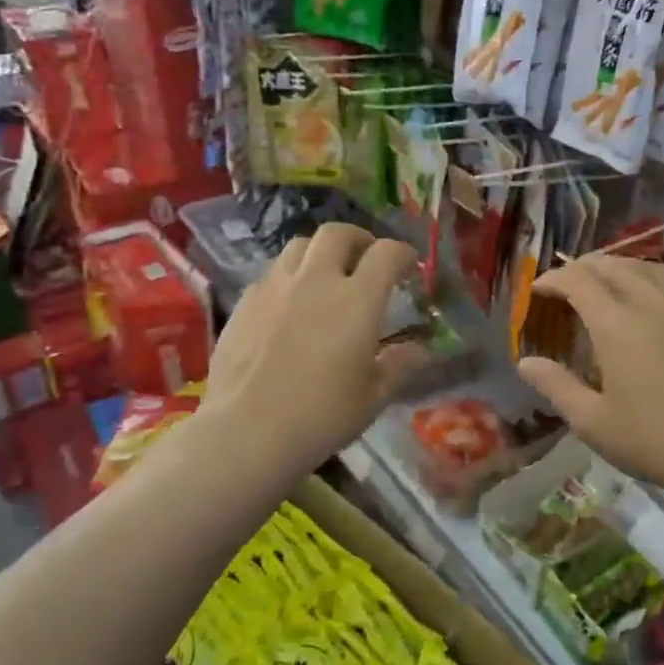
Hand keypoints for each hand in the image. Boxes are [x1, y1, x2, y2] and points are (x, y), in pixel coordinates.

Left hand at [200, 224, 426, 473]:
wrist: (246, 431)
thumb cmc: (321, 416)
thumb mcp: (373, 397)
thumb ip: (399, 366)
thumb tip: (418, 349)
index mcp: (356, 300)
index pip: (387, 253)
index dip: (403, 254)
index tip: (409, 266)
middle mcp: (316, 281)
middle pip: (338, 233)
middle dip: (358, 240)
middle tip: (365, 259)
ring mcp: (275, 287)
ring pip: (299, 246)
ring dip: (320, 253)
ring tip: (325, 276)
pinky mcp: (245, 302)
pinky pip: (272, 273)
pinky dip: (289, 277)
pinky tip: (290, 304)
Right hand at [516, 256, 663, 499]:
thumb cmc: (655, 440)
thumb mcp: (592, 421)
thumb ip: (556, 386)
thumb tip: (526, 363)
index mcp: (617, 324)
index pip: (578, 281)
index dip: (554, 278)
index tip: (538, 288)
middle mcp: (653, 303)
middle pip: (614, 266)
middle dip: (585, 267)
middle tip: (569, 280)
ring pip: (651, 269)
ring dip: (622, 267)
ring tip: (610, 280)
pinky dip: (654, 283)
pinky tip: (655, 305)